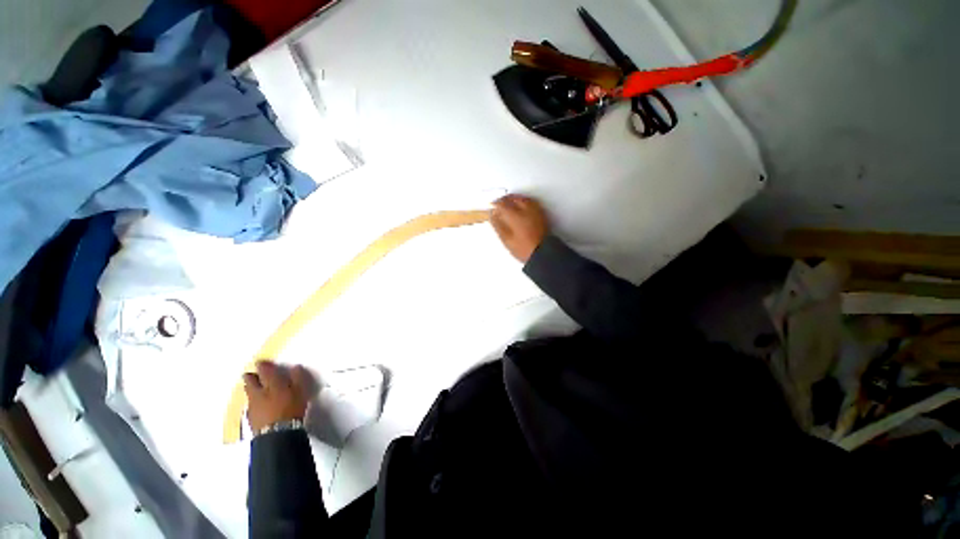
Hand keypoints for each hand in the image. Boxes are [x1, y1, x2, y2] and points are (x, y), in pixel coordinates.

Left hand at [243, 361, 314, 433]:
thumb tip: (295, 367)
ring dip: (251, 388)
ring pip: (248, 392)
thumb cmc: (292, 409)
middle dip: (252, 376)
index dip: (263, 365)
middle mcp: (258, 392)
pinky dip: (253, 401)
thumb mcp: (300, 391)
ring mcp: (252, 405)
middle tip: (255, 374)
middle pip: (250, 380)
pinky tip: (259, 405)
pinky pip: (249, 404)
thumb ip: (297, 378)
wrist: (277, 433)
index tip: (263, 362)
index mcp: (271, 383)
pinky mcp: (250, 417)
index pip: (264, 369)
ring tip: (257, 389)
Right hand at [491, 194, 549, 262]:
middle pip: (513, 198)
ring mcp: (535, 211)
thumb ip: (498, 225)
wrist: (542, 252)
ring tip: (509, 203)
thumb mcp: (506, 239)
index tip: (492, 207)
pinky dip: (523, 201)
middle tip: (499, 204)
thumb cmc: (523, 248)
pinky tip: (521, 206)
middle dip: (504, 200)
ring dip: (514, 199)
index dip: (495, 204)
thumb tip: (492, 215)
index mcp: (515, 216)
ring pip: (522, 198)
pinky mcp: (541, 213)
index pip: (502, 204)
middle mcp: (526, 210)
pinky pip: (531, 202)